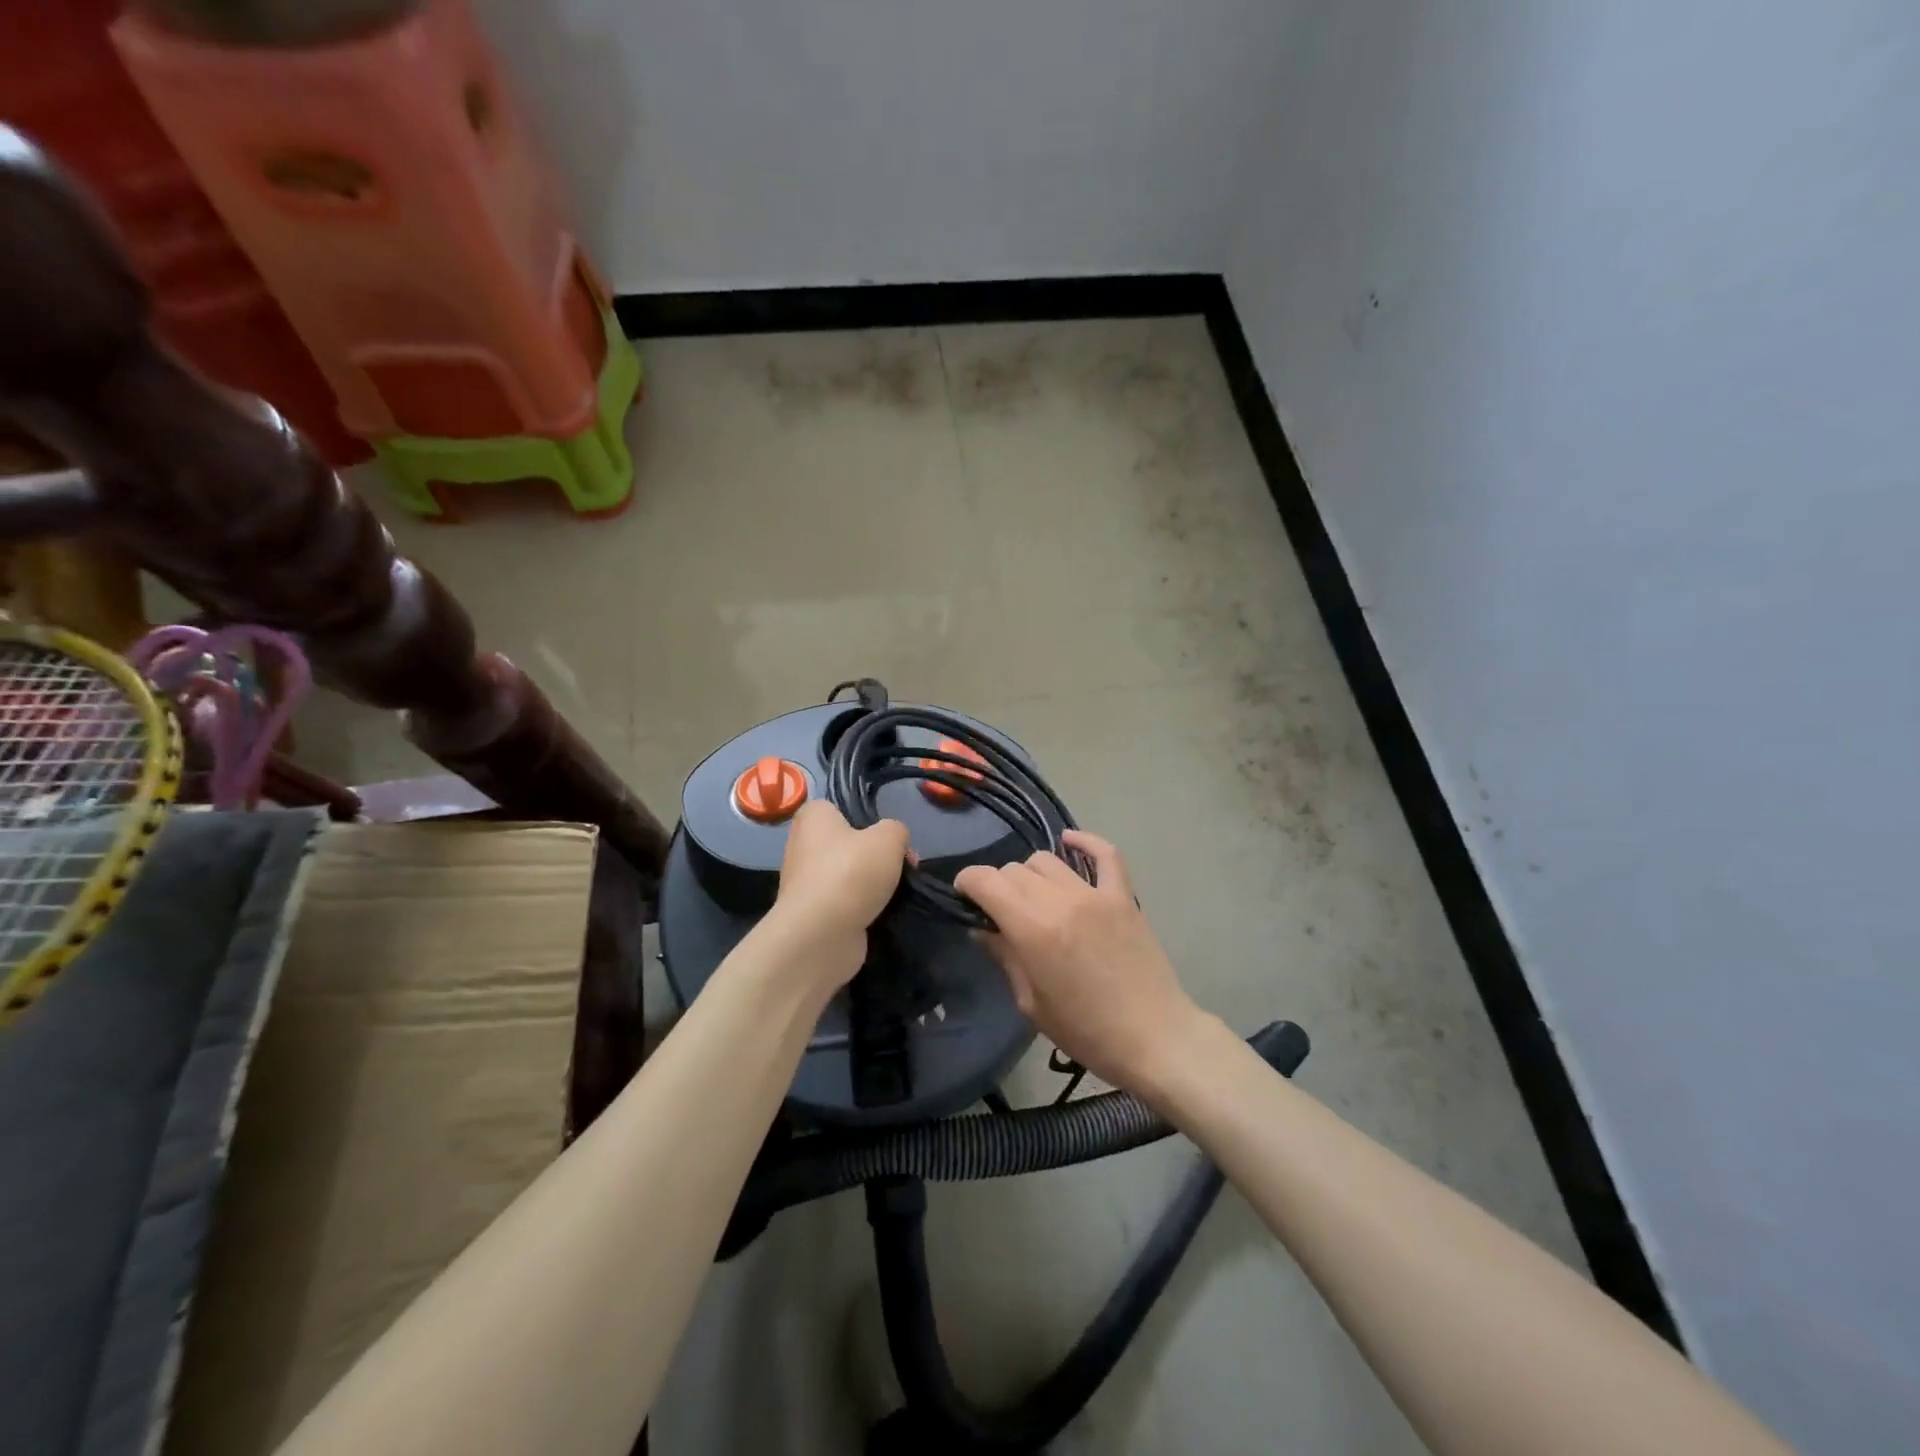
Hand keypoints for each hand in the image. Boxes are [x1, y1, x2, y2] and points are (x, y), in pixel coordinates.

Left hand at [768, 800, 909, 990]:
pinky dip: (861, 909)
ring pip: (848, 876)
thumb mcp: (889, 837)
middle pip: (849, 845)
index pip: (842, 810)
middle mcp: (802, 845)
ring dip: (870, 886)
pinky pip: (844, 903)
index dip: (871, 822)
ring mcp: (804, 882)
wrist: (820, 935)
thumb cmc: (851, 873)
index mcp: (813, 817)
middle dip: (876, 857)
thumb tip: (895, 843)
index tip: (891, 840)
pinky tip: (879, 915)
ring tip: (894, 895)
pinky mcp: (811, 913)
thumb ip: (897, 830)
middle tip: (901, 868)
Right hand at [955, 831, 1203, 1093]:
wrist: (1154, 1038)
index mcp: (1033, 929)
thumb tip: (982, 927)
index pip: (987, 881)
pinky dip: (1085, 842)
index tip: (964, 896)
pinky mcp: (1124, 896)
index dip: (967, 882)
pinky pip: (1105, 854)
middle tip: (1000, 911)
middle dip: (998, 885)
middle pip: (1014, 869)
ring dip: (1031, 874)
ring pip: (1048, 859)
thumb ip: (1004, 956)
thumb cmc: (1086, 1031)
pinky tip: (1070, 841)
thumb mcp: (1031, 1003)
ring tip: (1033, 896)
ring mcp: (1096, 894)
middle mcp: (1061, 900)